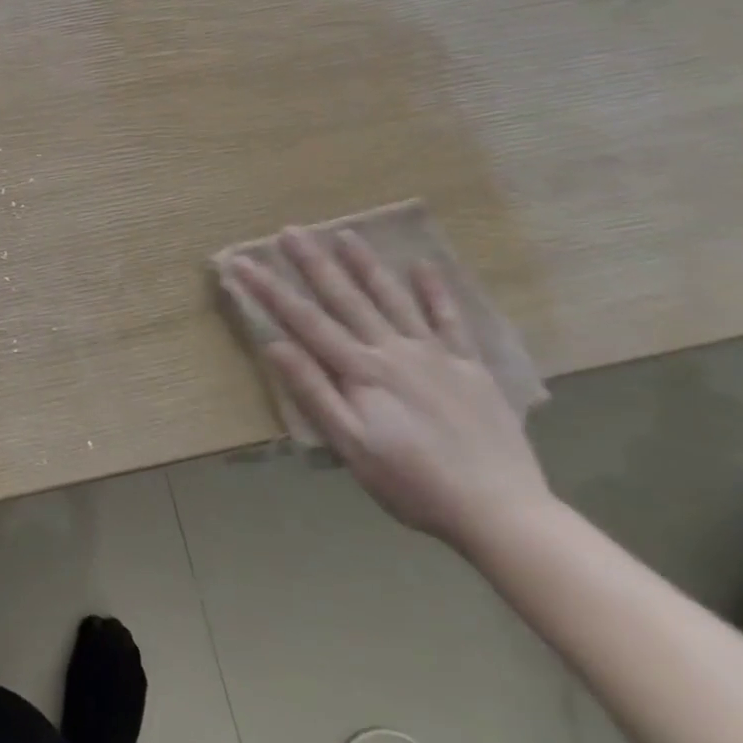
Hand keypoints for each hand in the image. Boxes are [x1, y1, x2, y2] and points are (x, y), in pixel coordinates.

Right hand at [229, 228, 553, 552]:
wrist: (500, 511)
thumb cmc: (411, 483)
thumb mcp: (350, 445)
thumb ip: (314, 391)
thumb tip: (275, 344)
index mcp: (362, 371)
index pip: (304, 321)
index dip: (269, 290)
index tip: (242, 262)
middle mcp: (394, 351)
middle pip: (346, 299)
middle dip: (314, 263)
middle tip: (290, 231)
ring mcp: (435, 355)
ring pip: (393, 299)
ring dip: (366, 265)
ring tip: (346, 234)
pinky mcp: (470, 367)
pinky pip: (450, 320)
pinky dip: (435, 292)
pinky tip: (423, 266)